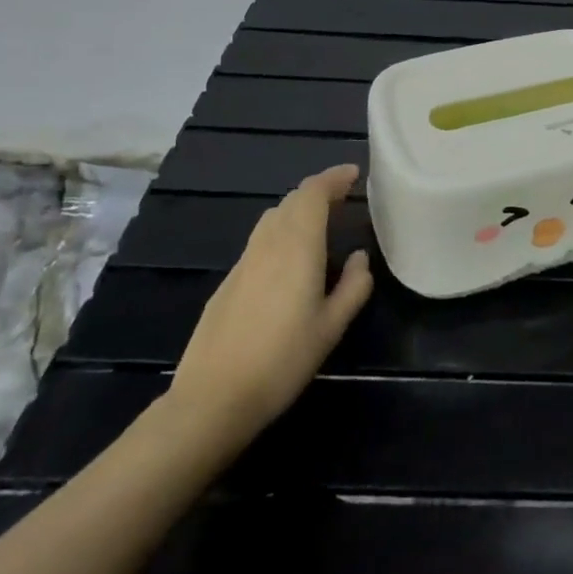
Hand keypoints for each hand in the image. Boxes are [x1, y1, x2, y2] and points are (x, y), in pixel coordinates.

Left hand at [164, 164, 373, 449]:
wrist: (212, 398)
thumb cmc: (282, 360)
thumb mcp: (331, 327)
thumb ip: (353, 286)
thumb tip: (360, 257)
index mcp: (297, 246)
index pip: (313, 193)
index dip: (333, 178)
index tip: (354, 174)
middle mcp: (268, 243)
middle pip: (292, 201)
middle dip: (318, 191)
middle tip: (342, 197)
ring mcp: (243, 262)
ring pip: (272, 218)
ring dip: (297, 210)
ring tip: (319, 222)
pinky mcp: (227, 282)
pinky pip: (260, 241)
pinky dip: (281, 232)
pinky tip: (289, 260)